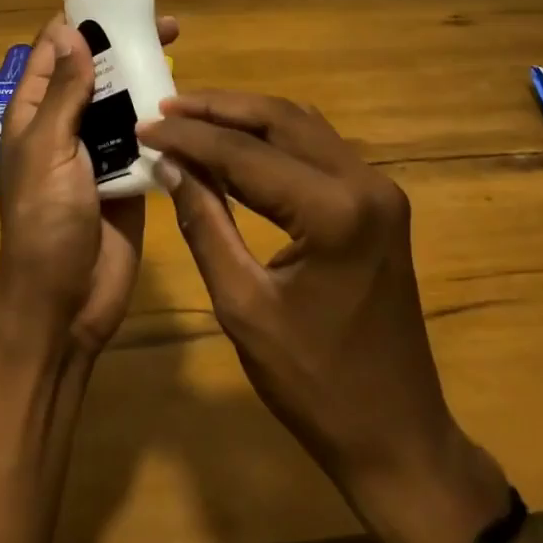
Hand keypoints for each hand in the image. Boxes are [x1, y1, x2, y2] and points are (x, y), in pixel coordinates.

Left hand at [0, 14, 178, 354]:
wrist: (66, 303)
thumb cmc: (45, 222)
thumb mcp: (48, 150)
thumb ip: (63, 93)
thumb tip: (68, 31)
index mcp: (34, 114)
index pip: (52, 53)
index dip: (79, 23)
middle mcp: (65, 124)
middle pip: (95, 71)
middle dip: (123, 45)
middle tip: (166, 25)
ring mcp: (97, 150)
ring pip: (123, 100)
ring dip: (146, 77)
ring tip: (180, 52)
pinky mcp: (128, 174)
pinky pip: (145, 136)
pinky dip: (161, 116)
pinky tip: (188, 100)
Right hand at [138, 91, 509, 542]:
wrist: (397, 437)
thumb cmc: (314, 385)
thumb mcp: (243, 306)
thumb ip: (204, 224)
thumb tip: (168, 164)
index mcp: (334, 212)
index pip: (246, 154)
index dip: (190, 136)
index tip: (145, 124)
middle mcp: (364, 182)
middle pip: (279, 119)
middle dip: (218, 108)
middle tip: (165, 105)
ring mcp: (378, 188)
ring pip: (301, 125)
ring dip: (245, 116)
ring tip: (192, 116)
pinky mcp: (378, 200)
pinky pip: (317, 148)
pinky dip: (273, 137)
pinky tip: (237, 143)